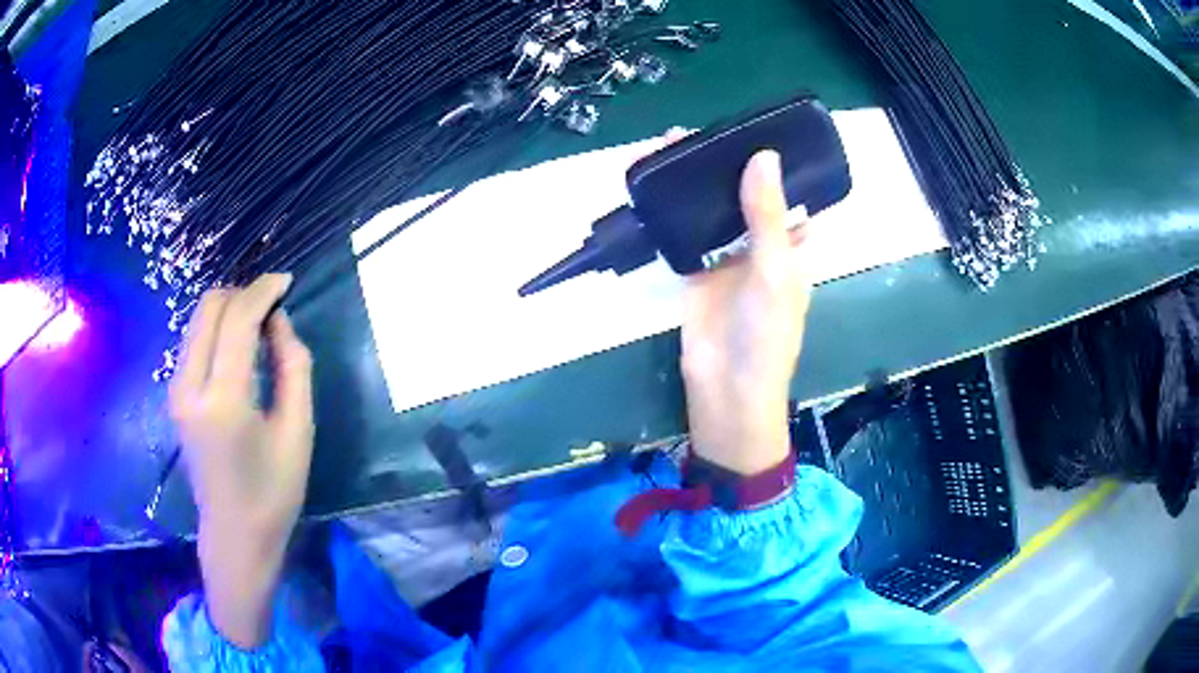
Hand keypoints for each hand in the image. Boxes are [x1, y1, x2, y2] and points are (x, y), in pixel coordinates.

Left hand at [169, 273, 313, 646]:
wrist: (234, 536)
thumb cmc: (273, 493)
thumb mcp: (298, 432)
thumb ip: (293, 368)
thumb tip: (279, 322)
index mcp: (223, 400)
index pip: (237, 320)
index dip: (263, 291)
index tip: (286, 281)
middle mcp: (189, 387)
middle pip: (209, 308)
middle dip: (242, 294)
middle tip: (273, 306)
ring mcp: (176, 391)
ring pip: (198, 320)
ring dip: (228, 310)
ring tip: (259, 325)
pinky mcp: (175, 396)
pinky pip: (193, 341)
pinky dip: (217, 329)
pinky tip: (238, 346)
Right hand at [681, 150, 811, 474]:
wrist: (727, 390)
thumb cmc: (766, 335)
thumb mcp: (774, 272)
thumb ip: (766, 216)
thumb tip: (763, 156)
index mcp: (790, 245)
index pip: (784, 193)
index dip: (770, 164)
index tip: (747, 130)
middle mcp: (759, 246)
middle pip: (741, 196)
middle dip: (721, 166)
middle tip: (694, 133)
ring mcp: (725, 258)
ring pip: (710, 210)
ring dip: (694, 184)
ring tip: (669, 147)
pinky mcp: (694, 272)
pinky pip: (683, 234)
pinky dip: (671, 212)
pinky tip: (656, 185)